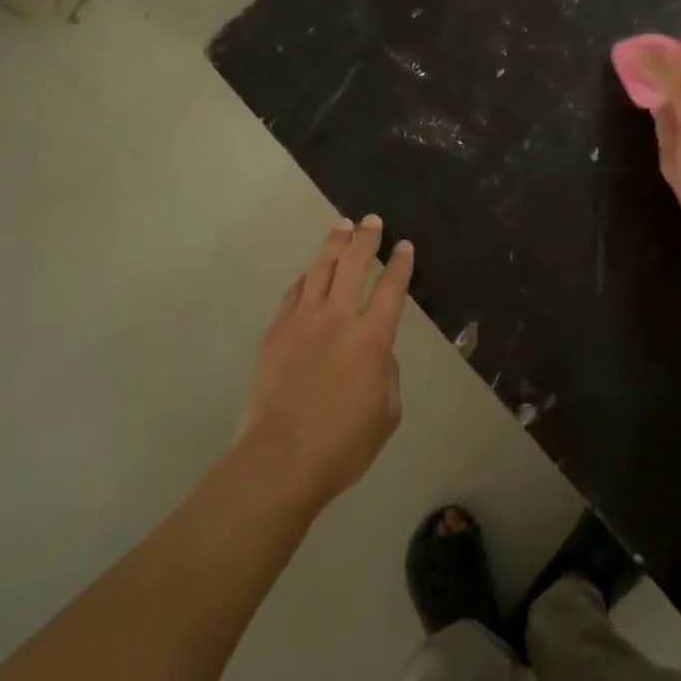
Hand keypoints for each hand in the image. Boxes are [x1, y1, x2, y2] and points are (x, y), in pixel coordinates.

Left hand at [238, 216, 413, 512]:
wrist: (279, 459)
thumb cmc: (342, 445)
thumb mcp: (387, 414)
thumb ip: (387, 374)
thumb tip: (376, 353)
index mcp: (371, 339)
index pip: (391, 288)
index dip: (400, 264)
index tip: (404, 245)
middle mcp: (337, 318)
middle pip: (353, 264)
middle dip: (366, 238)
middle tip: (372, 221)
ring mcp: (301, 321)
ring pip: (320, 269)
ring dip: (333, 244)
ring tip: (342, 227)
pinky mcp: (276, 332)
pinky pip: (294, 292)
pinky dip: (307, 276)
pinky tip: (310, 271)